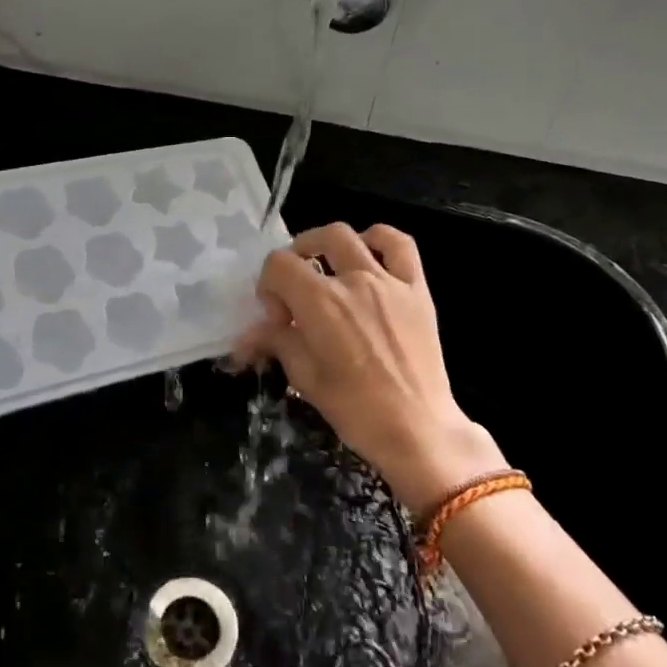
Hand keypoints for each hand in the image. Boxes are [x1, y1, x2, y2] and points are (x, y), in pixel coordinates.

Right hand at [235, 223, 507, 511]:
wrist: (417, 430)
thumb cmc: (354, 409)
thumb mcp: (304, 377)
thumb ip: (276, 342)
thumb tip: (249, 334)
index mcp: (319, 303)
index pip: (279, 265)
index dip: (269, 286)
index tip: (278, 318)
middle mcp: (352, 281)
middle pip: (314, 241)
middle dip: (296, 257)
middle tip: (296, 288)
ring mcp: (388, 282)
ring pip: (351, 236)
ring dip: (330, 244)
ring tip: (327, 266)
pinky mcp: (416, 290)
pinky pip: (400, 246)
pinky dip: (379, 240)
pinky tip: (369, 256)